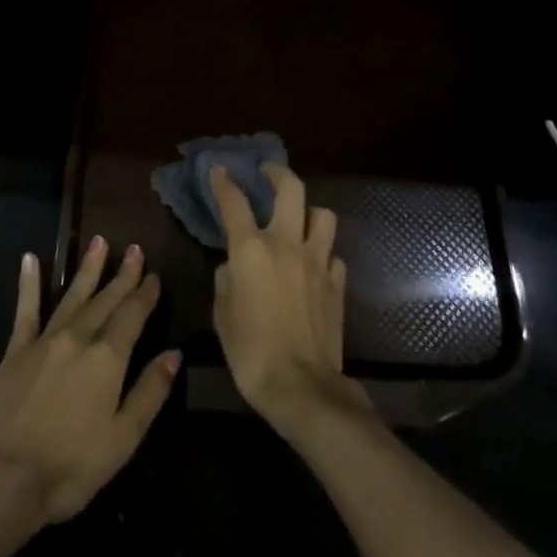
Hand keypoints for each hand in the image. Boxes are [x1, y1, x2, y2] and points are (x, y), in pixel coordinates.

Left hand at [0, 239, 179, 524]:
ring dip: (87, 269)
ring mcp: (45, 341)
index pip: (132, 316)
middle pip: (106, 300)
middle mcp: (78, 338)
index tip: (154, 275)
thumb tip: (174, 354)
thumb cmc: (71, 466)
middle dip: (122, 275)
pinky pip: (26, 310)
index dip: (145, 294)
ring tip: (98, 242)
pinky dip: (29, 284)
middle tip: (134, 248)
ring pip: (72, 296)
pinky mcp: (16, 351)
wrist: (3, 480)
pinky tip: (30, 259)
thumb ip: (150, 392)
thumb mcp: (123, 438)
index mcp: (107, 358)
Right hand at [211, 164, 370, 439]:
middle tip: (268, 171)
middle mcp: (286, 244)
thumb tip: (233, 269)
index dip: (224, 182)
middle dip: (278, 173)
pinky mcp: (337, 283)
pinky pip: (333, 255)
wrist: (301, 386)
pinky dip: (323, 253)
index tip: (219, 170)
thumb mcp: (222, 315)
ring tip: (300, 218)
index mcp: (251, 250)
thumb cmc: (250, 352)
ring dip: (310, 212)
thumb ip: (226, 282)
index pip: (234, 202)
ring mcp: (317, 262)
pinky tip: (314, 265)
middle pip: (290, 189)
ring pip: (323, 216)